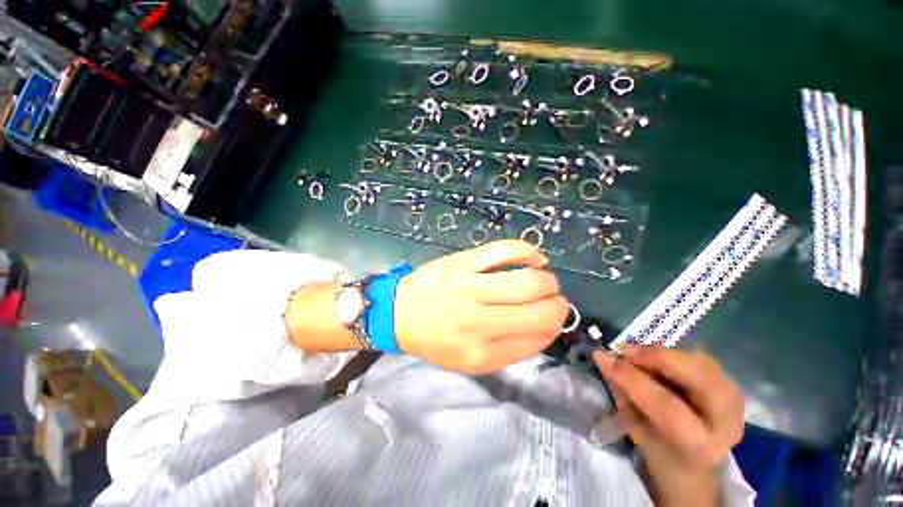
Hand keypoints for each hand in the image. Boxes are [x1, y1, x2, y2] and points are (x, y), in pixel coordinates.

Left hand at [395, 240, 569, 373]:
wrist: (401, 314)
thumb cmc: (436, 339)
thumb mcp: (471, 361)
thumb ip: (510, 350)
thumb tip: (546, 327)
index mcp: (483, 353)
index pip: (538, 338)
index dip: (553, 326)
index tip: (552, 319)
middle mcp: (480, 322)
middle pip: (541, 311)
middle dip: (558, 304)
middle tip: (552, 298)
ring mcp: (471, 287)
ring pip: (529, 281)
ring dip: (547, 280)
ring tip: (543, 279)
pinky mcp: (464, 261)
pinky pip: (505, 250)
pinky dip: (528, 252)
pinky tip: (534, 259)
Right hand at [594, 346, 744, 505]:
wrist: (695, 465)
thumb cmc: (659, 450)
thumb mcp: (635, 428)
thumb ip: (623, 393)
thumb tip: (604, 359)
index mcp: (698, 445)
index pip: (666, 405)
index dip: (631, 377)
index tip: (601, 356)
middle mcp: (726, 424)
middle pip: (698, 378)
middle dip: (658, 357)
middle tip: (626, 350)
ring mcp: (735, 404)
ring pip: (702, 363)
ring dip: (665, 353)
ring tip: (638, 354)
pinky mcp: (733, 390)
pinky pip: (704, 361)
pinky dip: (676, 354)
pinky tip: (657, 359)